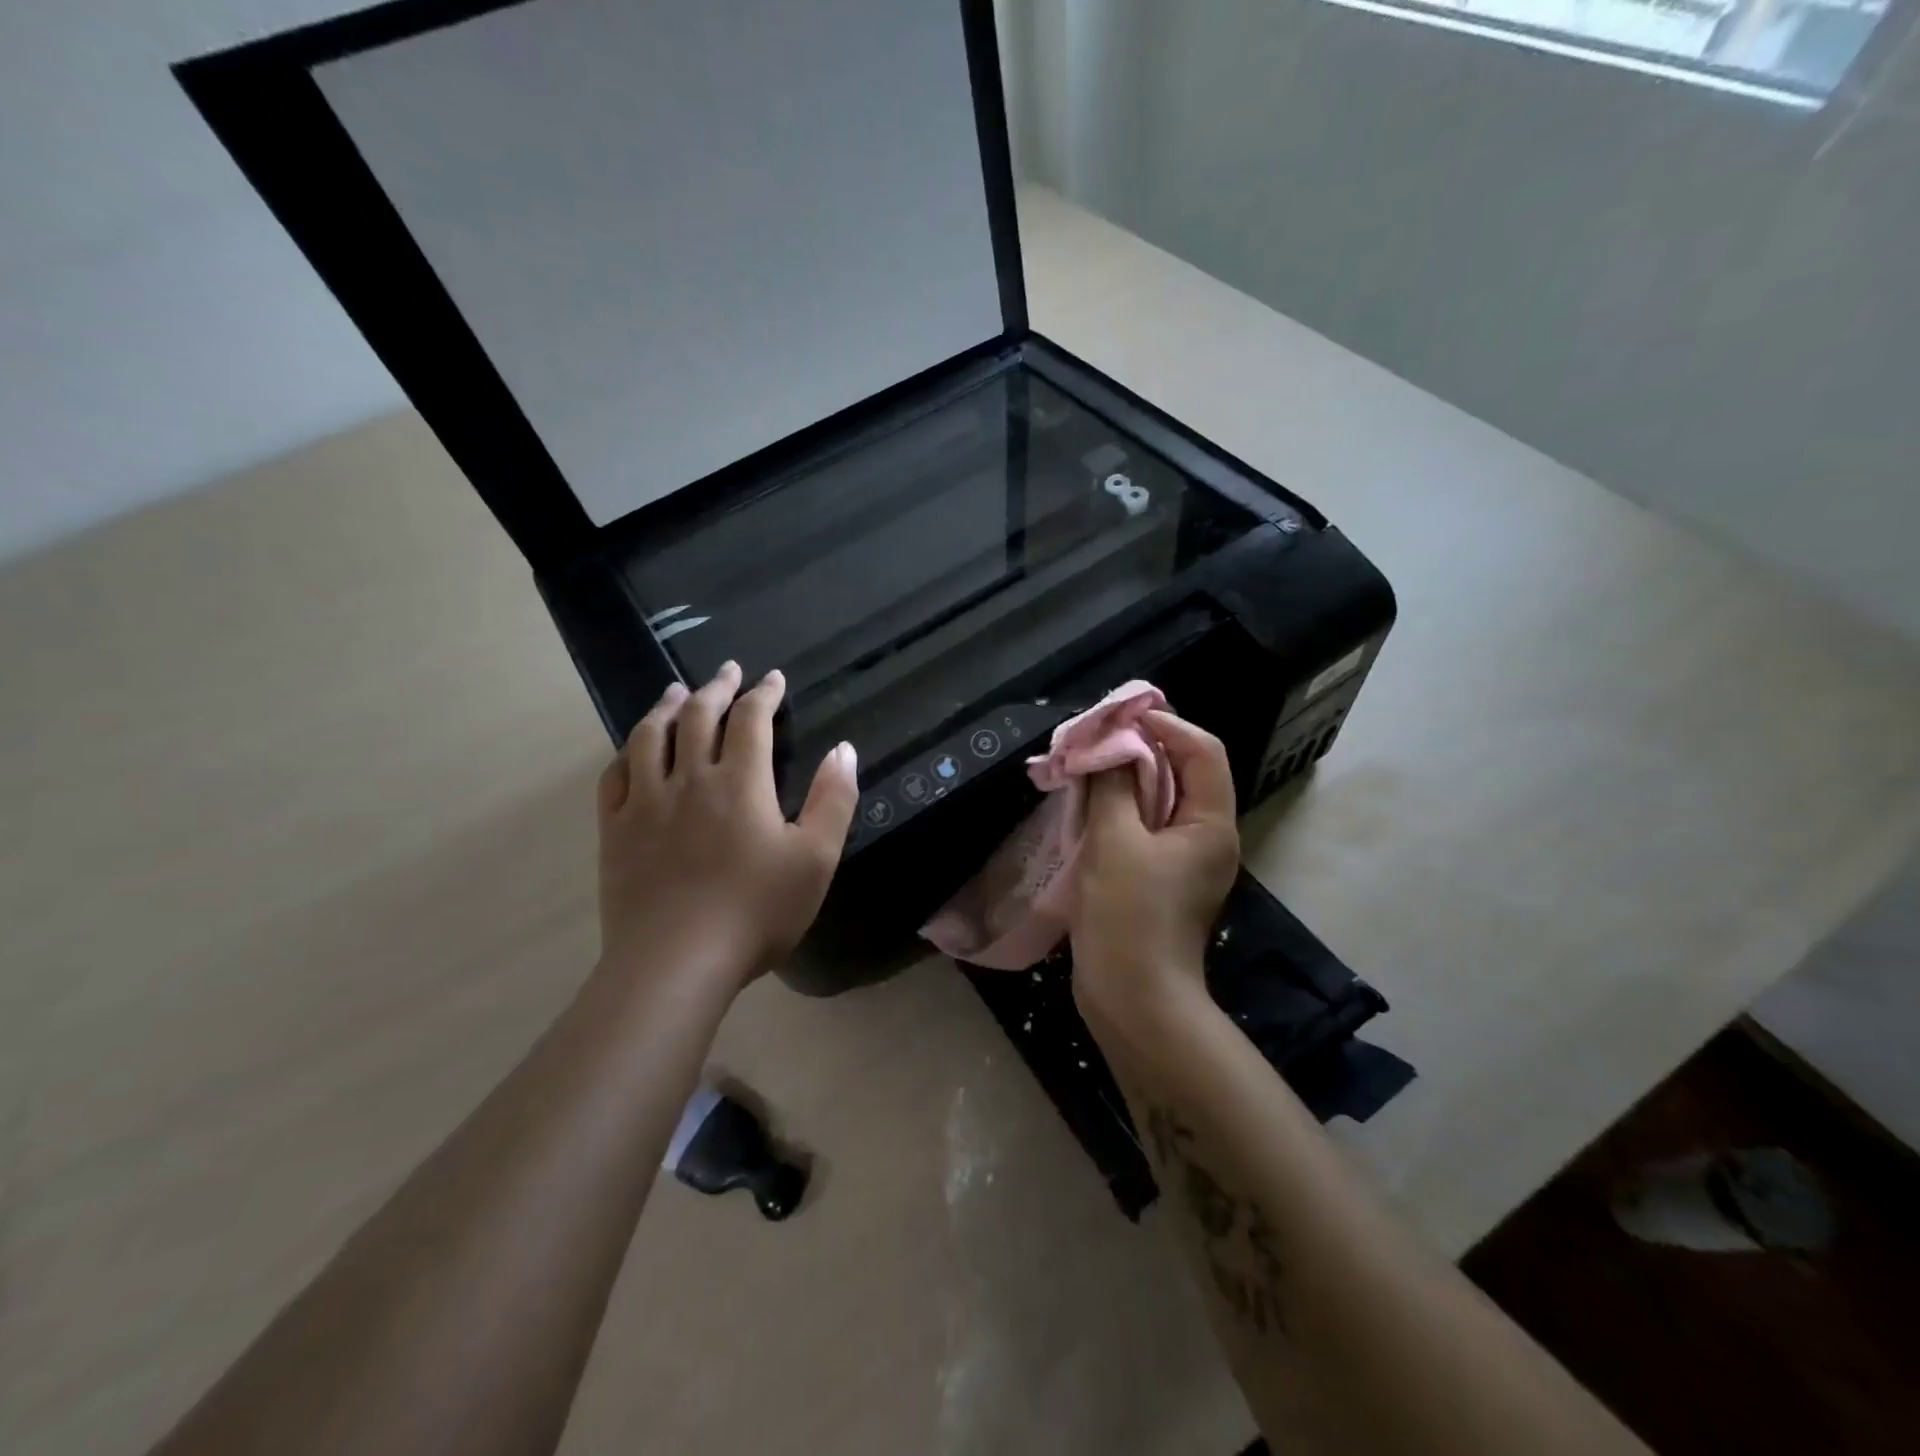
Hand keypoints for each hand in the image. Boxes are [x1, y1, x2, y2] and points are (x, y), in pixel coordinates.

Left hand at [596, 662, 858, 988]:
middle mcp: (690, 779)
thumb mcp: (815, 859)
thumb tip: (844, 749)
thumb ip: (833, 800)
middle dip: (716, 688)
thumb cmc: (756, 912)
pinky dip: (627, 752)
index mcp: (741, 783)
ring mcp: (646, 803)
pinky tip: (633, 748)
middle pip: (698, 716)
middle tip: (727, 671)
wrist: (676, 963)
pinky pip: (615, 776)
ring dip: (666, 707)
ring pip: (650, 737)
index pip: (751, 720)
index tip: (772, 678)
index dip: (763, 694)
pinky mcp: (616, 831)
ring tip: (675, 692)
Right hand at [1068, 711, 1239, 1018]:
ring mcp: (1185, 862)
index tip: (1119, 717)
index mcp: (1210, 824)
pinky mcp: (1161, 880)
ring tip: (1087, 766)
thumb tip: (1110, 746)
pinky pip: (1146, 829)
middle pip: (1183, 773)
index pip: (1202, 751)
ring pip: (1160, 801)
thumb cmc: (1127, 915)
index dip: (1165, 725)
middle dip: (1141, 749)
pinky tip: (1088, 807)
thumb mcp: (1114, 841)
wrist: (1133, 999)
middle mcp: (1207, 837)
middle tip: (1097, 737)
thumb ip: (1113, 785)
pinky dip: (1120, 810)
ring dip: (1126, 780)